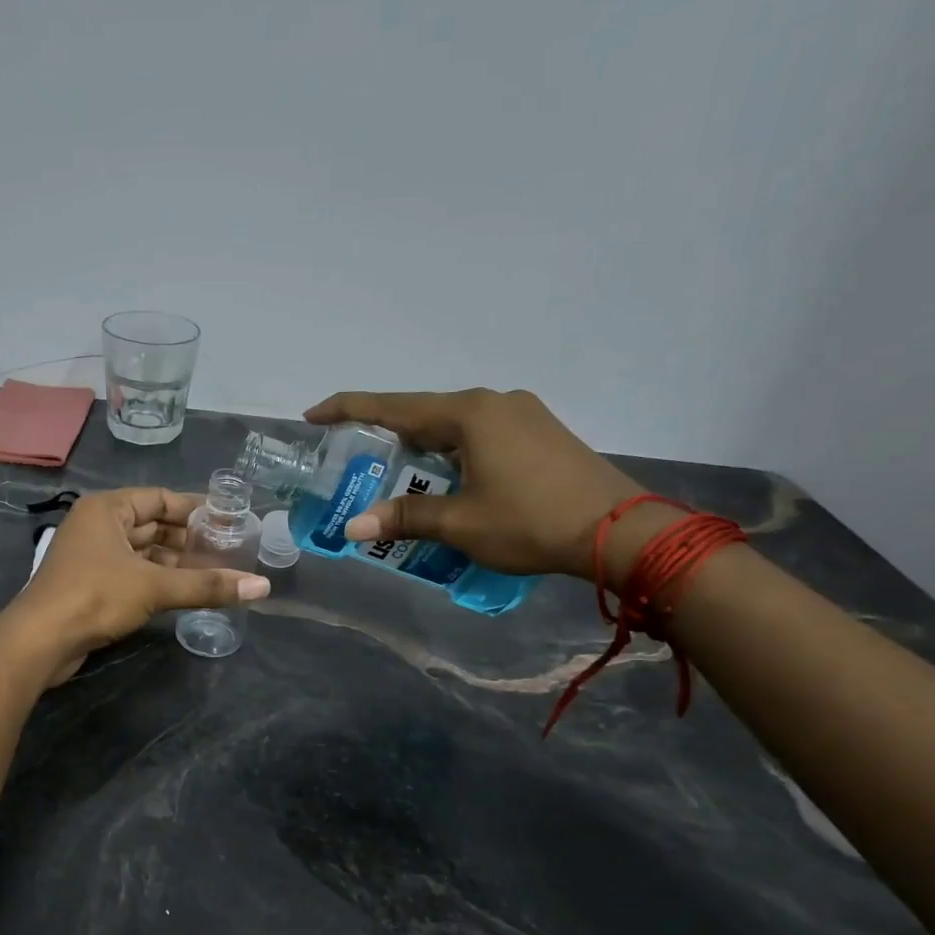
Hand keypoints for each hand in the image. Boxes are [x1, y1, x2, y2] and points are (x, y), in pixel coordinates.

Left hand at [0, 488, 269, 683]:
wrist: (41, 641)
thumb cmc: (95, 597)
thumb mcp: (155, 587)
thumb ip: (208, 585)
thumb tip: (263, 587)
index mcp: (107, 509)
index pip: (160, 498)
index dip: (196, 509)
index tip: (230, 520)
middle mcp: (98, 526)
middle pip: (153, 525)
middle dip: (189, 539)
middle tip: (230, 550)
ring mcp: (93, 557)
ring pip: (144, 552)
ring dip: (176, 563)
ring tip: (216, 573)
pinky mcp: (92, 586)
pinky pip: (134, 573)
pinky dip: (159, 580)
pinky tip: (186, 591)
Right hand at [304, 388, 642, 580]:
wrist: (620, 532)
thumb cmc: (530, 522)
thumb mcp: (459, 523)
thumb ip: (404, 518)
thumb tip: (354, 527)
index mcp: (469, 414)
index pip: (393, 406)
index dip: (348, 409)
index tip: (314, 415)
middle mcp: (494, 402)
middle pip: (423, 412)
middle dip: (385, 433)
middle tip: (353, 455)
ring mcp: (522, 414)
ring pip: (453, 424)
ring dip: (421, 445)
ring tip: (394, 471)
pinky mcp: (540, 432)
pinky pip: (479, 433)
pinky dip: (451, 451)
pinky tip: (445, 476)